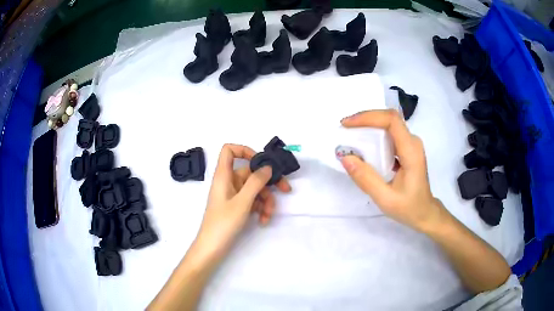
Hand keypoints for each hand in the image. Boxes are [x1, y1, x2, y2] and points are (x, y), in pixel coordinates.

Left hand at [194, 144, 291, 258]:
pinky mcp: (236, 207)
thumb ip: (255, 182)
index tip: (261, 162)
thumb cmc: (223, 223)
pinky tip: (263, 220)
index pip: (229, 150)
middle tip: (285, 189)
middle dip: (267, 182)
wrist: (212, 248)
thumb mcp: (242, 202)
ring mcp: (233, 195)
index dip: (245, 150)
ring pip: (254, 189)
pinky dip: (260, 208)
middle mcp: (228, 182)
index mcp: (224, 175)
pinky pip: (252, 201)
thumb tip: (267, 167)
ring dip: (265, 200)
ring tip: (268, 215)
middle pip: (250, 172)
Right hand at [340, 110, 445, 232]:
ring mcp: (411, 144)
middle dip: (365, 119)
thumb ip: (366, 179)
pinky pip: (389, 133)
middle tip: (345, 128)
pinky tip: (363, 144)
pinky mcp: (407, 148)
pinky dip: (374, 134)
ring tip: (350, 134)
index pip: (391, 120)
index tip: (348, 124)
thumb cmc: (409, 208)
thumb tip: (345, 157)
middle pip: (389, 118)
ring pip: (389, 123)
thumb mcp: (385, 198)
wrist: (425, 212)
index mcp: (411, 151)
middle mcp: (413, 142)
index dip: (368, 117)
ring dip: (369, 125)